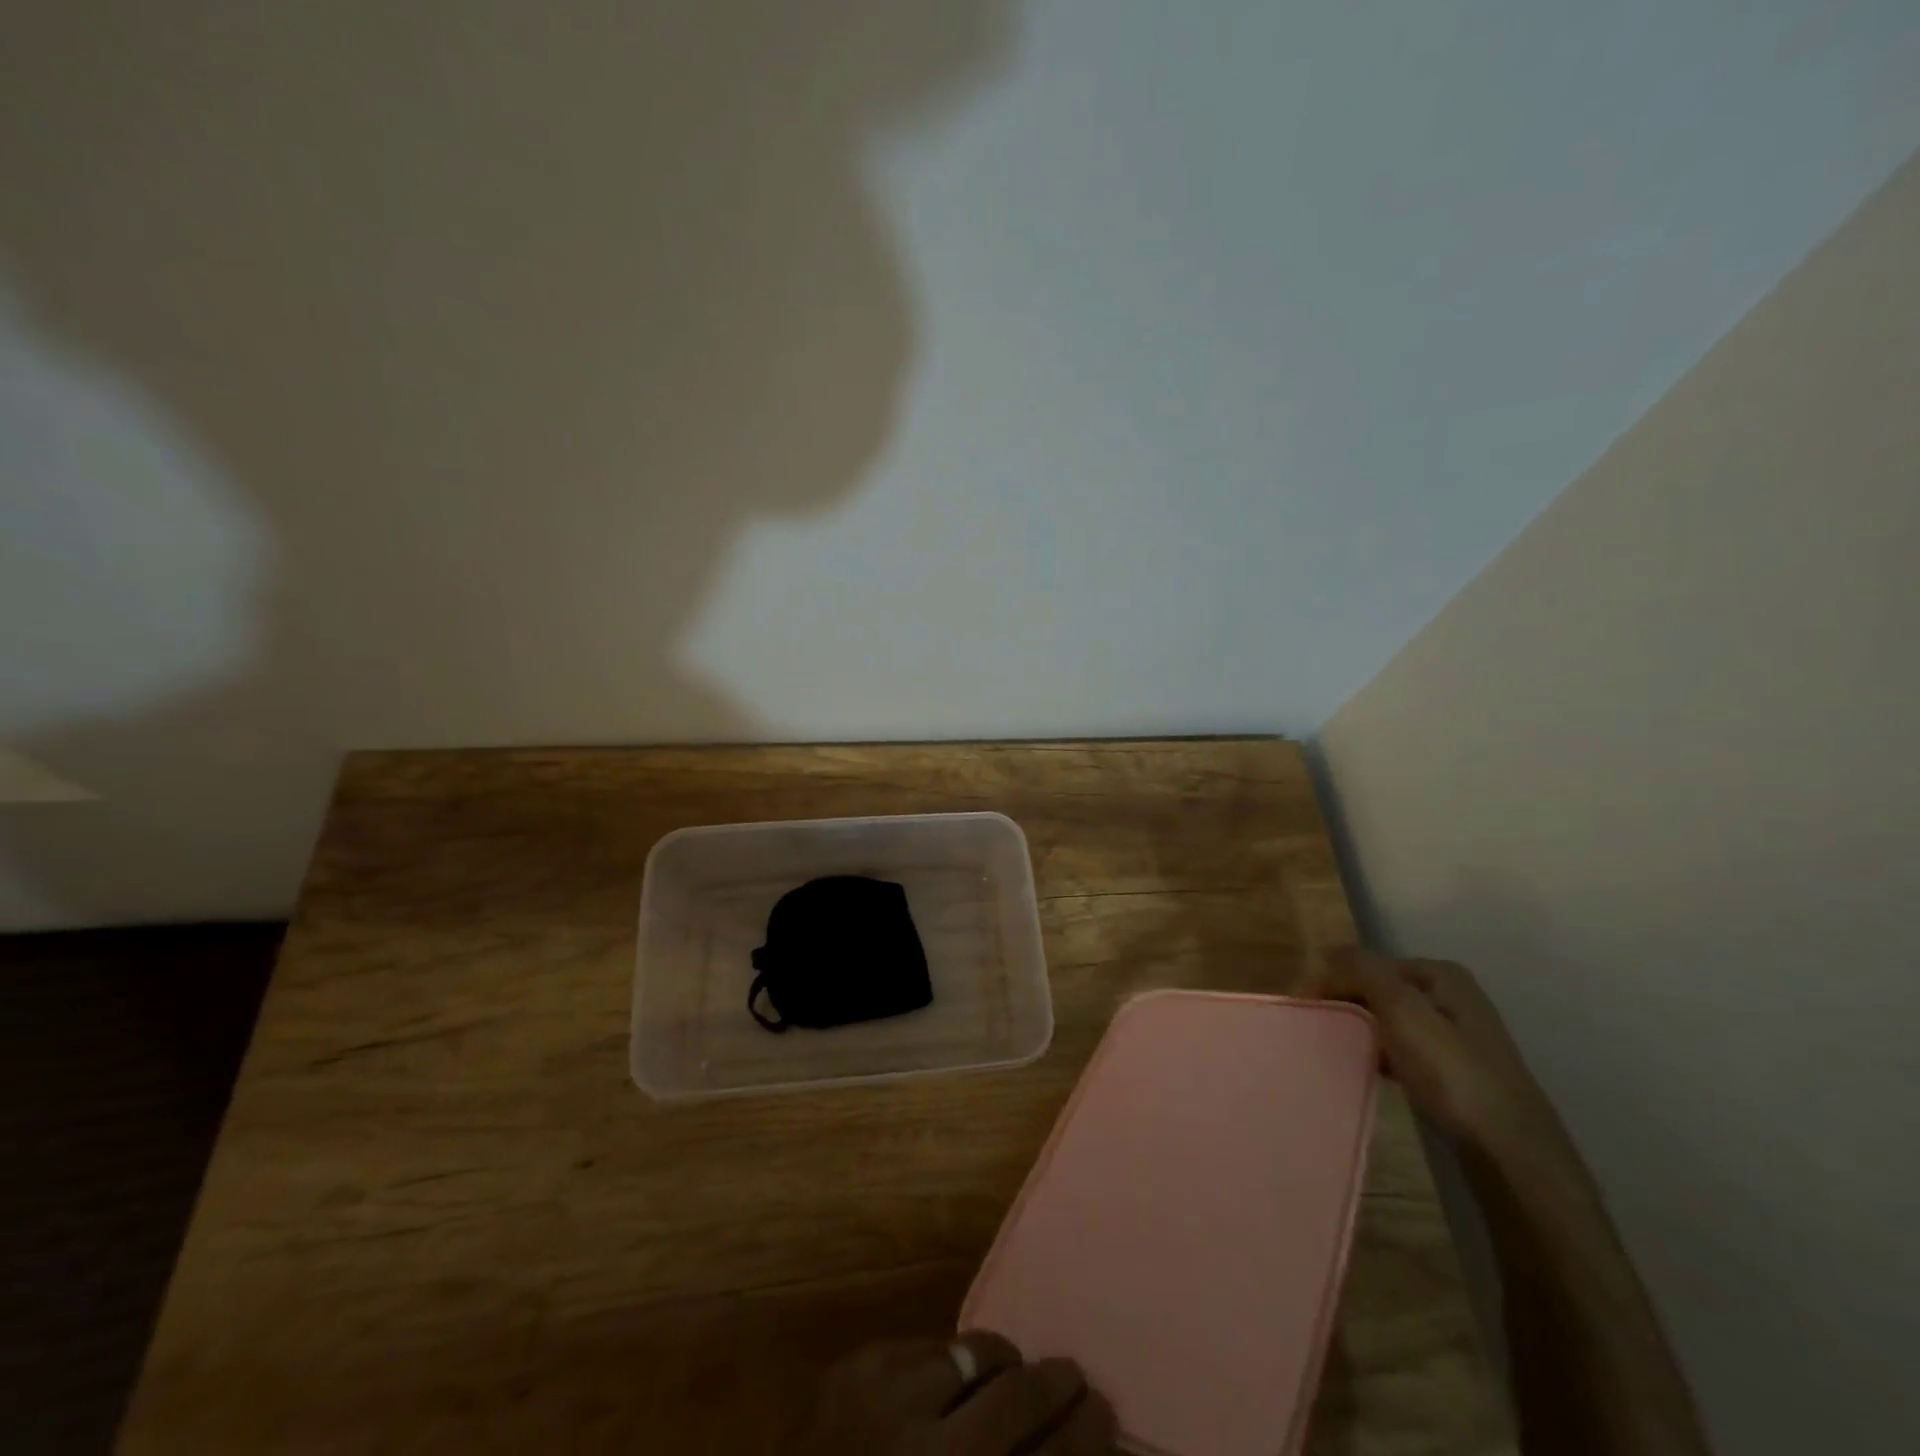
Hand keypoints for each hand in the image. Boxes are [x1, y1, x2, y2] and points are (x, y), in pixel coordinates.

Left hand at [797, 1332, 1114, 1455]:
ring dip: (1000, 1361)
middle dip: (1057, 1384)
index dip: (1083, 1434)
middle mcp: (934, 1449)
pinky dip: (946, 1360)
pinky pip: (927, 1344)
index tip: (1105, 1413)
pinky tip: (948, 1374)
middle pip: (1019, 1396)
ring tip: (1010, 1367)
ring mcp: (891, 1395)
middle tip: (1074, 1377)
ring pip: (973, 1352)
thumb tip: (1054, 1445)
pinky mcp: (859, 1363)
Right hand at [1298, 946, 1564, 1153]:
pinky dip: (1380, 1053)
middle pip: (1379, 989)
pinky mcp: (1455, 1072)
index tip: (1302, 1006)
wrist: (1508, 1151)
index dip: (1332, 979)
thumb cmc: (1451, 1072)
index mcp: (1441, 974)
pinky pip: (1402, 1049)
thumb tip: (1327, 951)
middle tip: (1315, 1026)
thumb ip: (1362, 971)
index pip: (1368, 964)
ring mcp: (1456, 1036)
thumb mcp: (1401, 1009)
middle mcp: (1452, 997)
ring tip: (1335, 1047)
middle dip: (1346, 1003)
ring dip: (1360, 1029)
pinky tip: (1368, 1069)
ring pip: (1390, 1020)